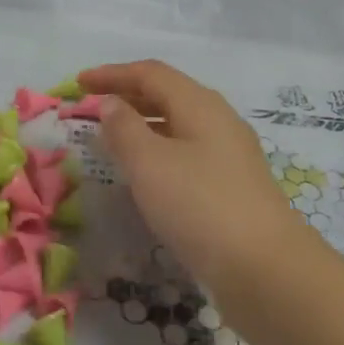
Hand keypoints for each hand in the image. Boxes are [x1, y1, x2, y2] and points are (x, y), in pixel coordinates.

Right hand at [80, 60, 306, 299]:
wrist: (265, 270)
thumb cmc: (199, 206)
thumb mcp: (150, 163)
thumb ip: (124, 128)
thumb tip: (112, 104)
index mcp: (200, 105)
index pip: (150, 74)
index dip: (112, 74)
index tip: (78, 83)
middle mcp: (218, 121)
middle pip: (167, 95)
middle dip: (127, 96)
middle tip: (91, 108)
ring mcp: (229, 155)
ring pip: (177, 125)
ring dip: (141, 125)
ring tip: (110, 139)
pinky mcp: (231, 186)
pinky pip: (186, 153)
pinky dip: (157, 151)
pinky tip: (144, 174)